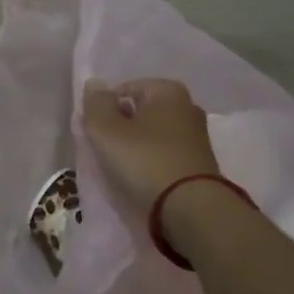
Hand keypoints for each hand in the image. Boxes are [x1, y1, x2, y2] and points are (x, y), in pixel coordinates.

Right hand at [81, 78, 219, 208]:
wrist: (191, 208)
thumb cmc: (145, 161)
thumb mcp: (107, 130)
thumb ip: (96, 104)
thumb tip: (94, 84)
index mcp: (168, 90)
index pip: (123, 90)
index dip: (104, 110)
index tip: (95, 134)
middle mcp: (187, 106)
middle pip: (139, 112)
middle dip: (120, 128)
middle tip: (105, 151)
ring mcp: (196, 136)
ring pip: (152, 135)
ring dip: (134, 148)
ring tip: (121, 169)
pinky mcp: (199, 163)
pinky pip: (164, 155)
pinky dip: (150, 162)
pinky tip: (141, 179)